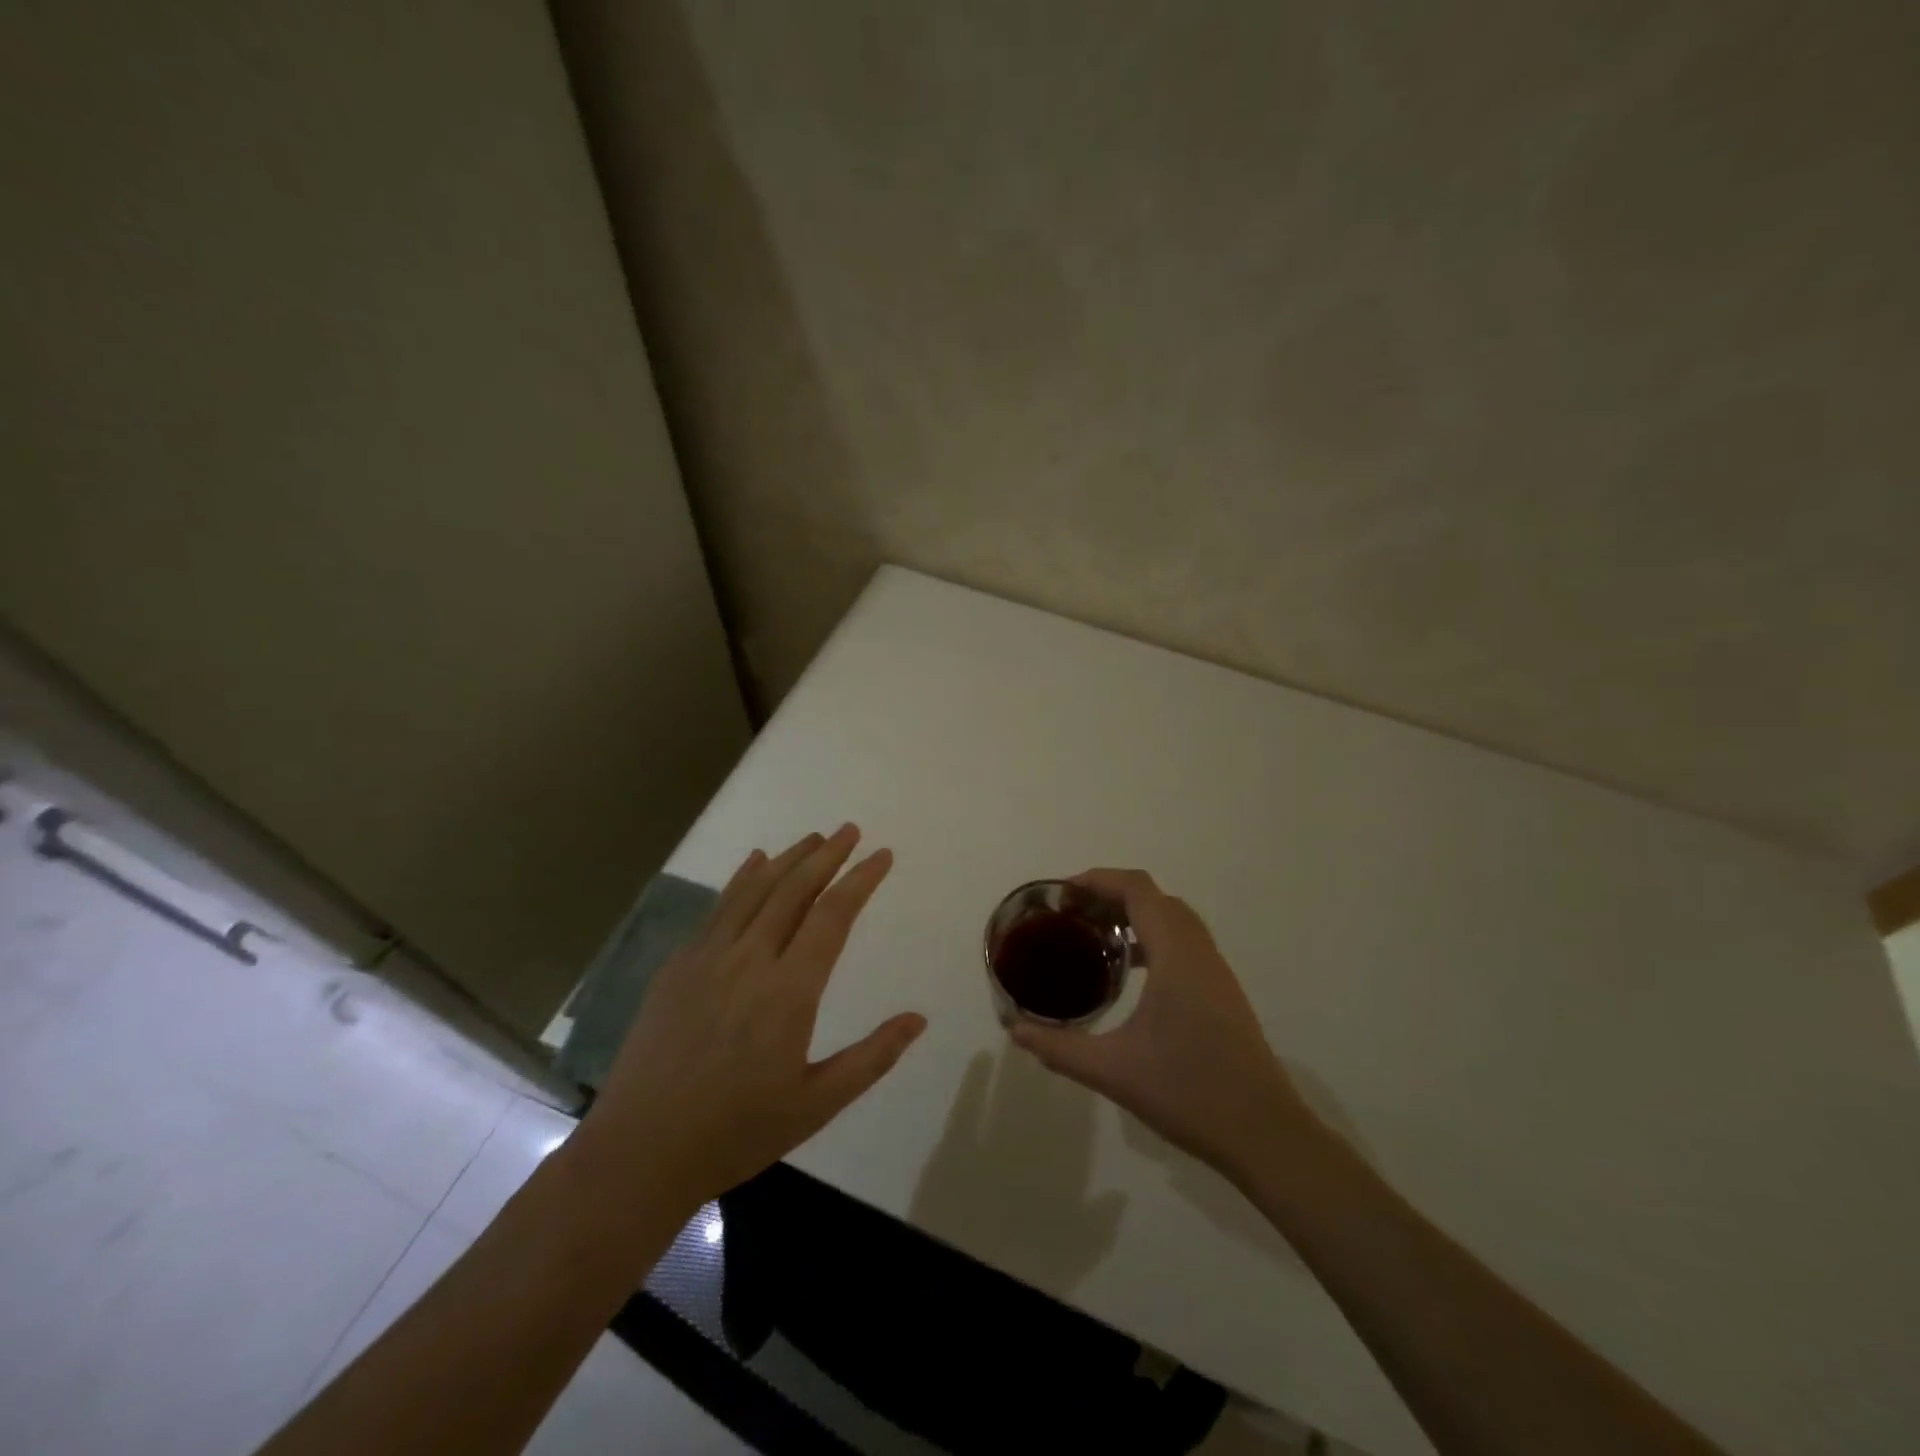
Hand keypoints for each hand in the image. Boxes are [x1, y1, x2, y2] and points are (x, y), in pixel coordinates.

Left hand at [576, 825, 925, 1214]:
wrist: (639, 1152)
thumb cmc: (737, 1132)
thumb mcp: (816, 1104)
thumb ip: (872, 1057)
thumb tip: (918, 1019)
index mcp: (789, 991)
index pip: (833, 915)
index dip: (860, 880)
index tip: (882, 855)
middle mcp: (750, 959)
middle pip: (794, 890)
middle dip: (827, 855)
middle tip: (851, 830)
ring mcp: (707, 957)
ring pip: (755, 889)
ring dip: (788, 858)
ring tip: (814, 837)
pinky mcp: (677, 966)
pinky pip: (717, 908)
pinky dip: (741, 878)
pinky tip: (754, 862)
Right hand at [1010, 868, 1315, 1184]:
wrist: (1265, 1134)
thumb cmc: (1188, 1093)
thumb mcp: (1113, 1071)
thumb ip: (1060, 1048)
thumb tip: (1015, 1030)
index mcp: (1176, 955)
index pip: (1138, 890)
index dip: (1099, 880)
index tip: (1063, 894)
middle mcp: (1199, 952)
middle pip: (1156, 898)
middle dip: (1112, 894)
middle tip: (1073, 915)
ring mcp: (1216, 971)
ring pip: (1174, 919)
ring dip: (1135, 915)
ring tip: (1095, 937)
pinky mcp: (1222, 992)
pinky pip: (1184, 942)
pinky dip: (1153, 937)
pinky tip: (1130, 973)